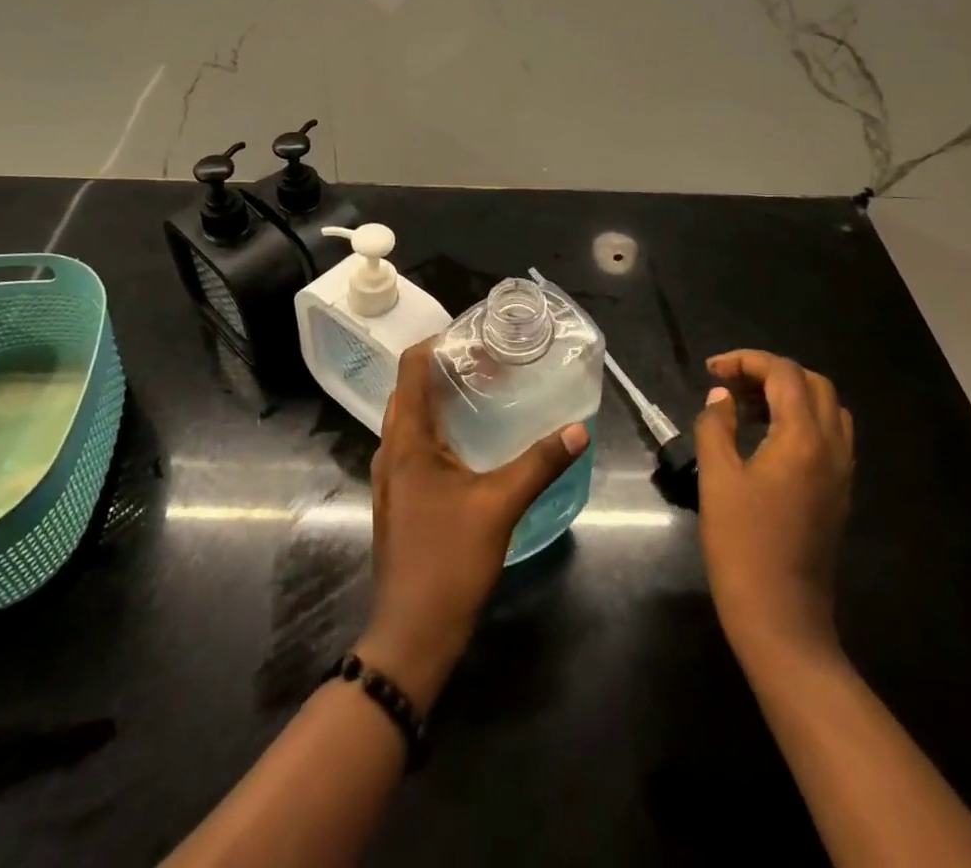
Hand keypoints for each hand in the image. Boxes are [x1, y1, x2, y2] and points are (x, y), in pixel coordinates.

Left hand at [356, 339, 589, 709]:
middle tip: (489, 363)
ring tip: (483, 393)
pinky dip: (438, 427)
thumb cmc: (449, 560)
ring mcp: (391, 474)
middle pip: (410, 388)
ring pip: (411, 417)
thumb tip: (579, 429)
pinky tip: (470, 442)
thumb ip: (540, 463)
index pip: (411, 366)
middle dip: (445, 368)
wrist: (412, 632)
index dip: (438, 342)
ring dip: (440, 398)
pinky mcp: (399, 496)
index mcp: (407, 438)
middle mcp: (391, 448)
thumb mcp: (500, 505)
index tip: (475, 337)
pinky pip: (414, 443)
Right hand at [695, 350, 854, 670]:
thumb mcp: (717, 477)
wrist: (781, 617)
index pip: (784, 374)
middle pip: (813, 384)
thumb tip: (722, 397)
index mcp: (803, 439)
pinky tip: (767, 437)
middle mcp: (832, 448)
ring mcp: (841, 473)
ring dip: (789, 395)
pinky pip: (829, 436)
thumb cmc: (742, 544)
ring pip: (826, 409)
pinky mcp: (838, 493)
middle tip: (730, 384)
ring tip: (746, 406)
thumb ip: (717, 425)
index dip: (746, 361)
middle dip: (770, 372)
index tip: (711, 371)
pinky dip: (801, 420)